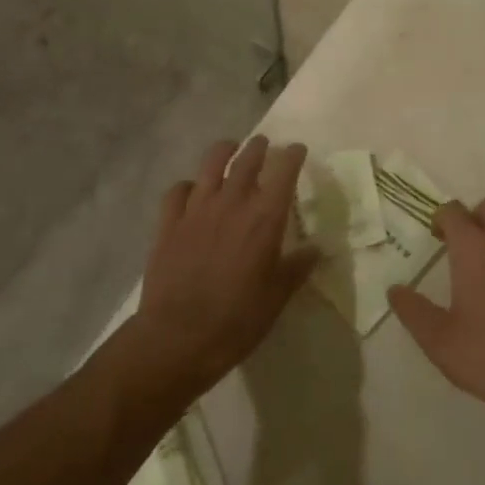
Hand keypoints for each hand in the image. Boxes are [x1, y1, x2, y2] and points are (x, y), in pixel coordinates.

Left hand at [136, 136, 317, 393]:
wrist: (177, 339)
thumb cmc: (237, 319)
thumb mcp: (278, 296)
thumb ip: (298, 267)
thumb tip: (316, 249)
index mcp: (265, 217)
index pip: (284, 170)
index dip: (293, 155)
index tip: (298, 150)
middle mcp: (232, 203)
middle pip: (247, 159)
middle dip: (259, 147)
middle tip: (264, 145)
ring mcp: (196, 210)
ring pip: (210, 164)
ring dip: (224, 151)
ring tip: (230, 149)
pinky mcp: (168, 224)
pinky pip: (177, 191)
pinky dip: (187, 185)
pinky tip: (191, 191)